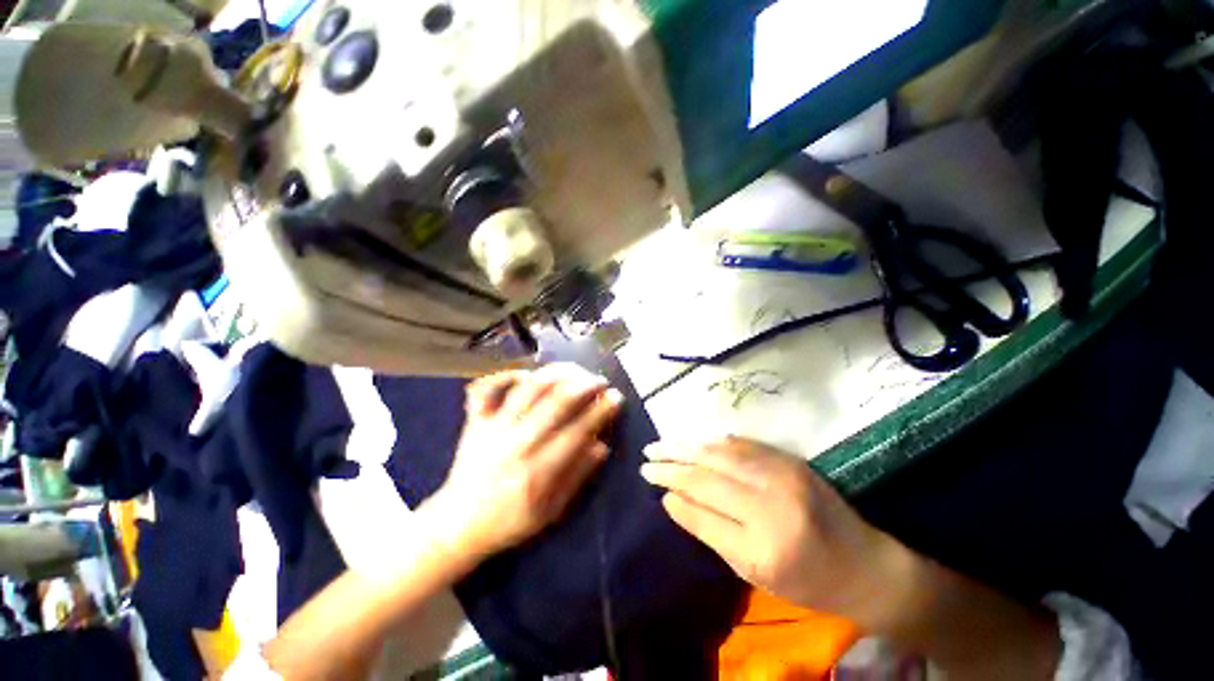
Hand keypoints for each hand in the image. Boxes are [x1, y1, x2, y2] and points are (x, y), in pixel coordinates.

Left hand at [426, 364, 623, 562]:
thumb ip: (577, 476)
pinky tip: (526, 373)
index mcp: (538, 471)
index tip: (616, 397)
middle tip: (600, 380)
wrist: (457, 525)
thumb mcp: (551, 512)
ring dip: (555, 374)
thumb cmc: (509, 522)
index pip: (578, 430)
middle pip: (556, 402)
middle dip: (585, 385)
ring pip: (528, 389)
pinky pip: (487, 389)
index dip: (601, 410)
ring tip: (574, 370)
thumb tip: (601, 446)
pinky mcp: (476, 421)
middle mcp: (517, 443)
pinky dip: (506, 375)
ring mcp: (494, 428)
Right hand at [641, 437, 915, 630]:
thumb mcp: (754, 572)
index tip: (649, 479)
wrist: (866, 565)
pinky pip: (742, 444)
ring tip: (661, 444)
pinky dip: (714, 441)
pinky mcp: (790, 460)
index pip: (703, 508)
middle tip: (647, 458)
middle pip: (707, 474)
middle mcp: (771, 503)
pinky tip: (696, 440)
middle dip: (671, 463)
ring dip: (687, 446)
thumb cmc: (808, 581)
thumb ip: (711, 532)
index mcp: (763, 544)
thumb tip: (672, 500)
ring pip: (721, 452)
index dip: (672, 490)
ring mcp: (783, 475)